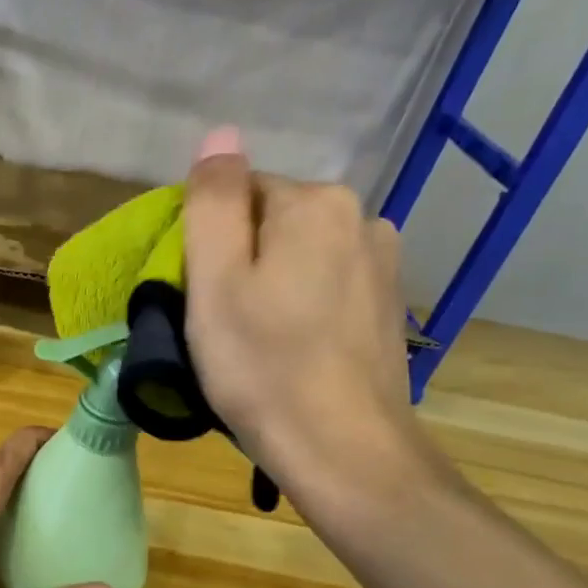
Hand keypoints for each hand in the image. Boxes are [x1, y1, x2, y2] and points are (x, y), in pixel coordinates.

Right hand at [183, 134, 435, 516]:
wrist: (343, 451)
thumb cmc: (263, 368)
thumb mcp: (215, 284)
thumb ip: (213, 203)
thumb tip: (221, 135)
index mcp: (315, 203)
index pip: (238, 194)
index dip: (207, 243)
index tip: (198, 296)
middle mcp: (361, 217)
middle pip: (270, 223)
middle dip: (239, 262)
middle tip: (220, 325)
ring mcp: (383, 262)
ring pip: (298, 256)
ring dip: (270, 285)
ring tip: (256, 343)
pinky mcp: (388, 305)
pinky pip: (326, 285)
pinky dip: (301, 306)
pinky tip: (293, 351)